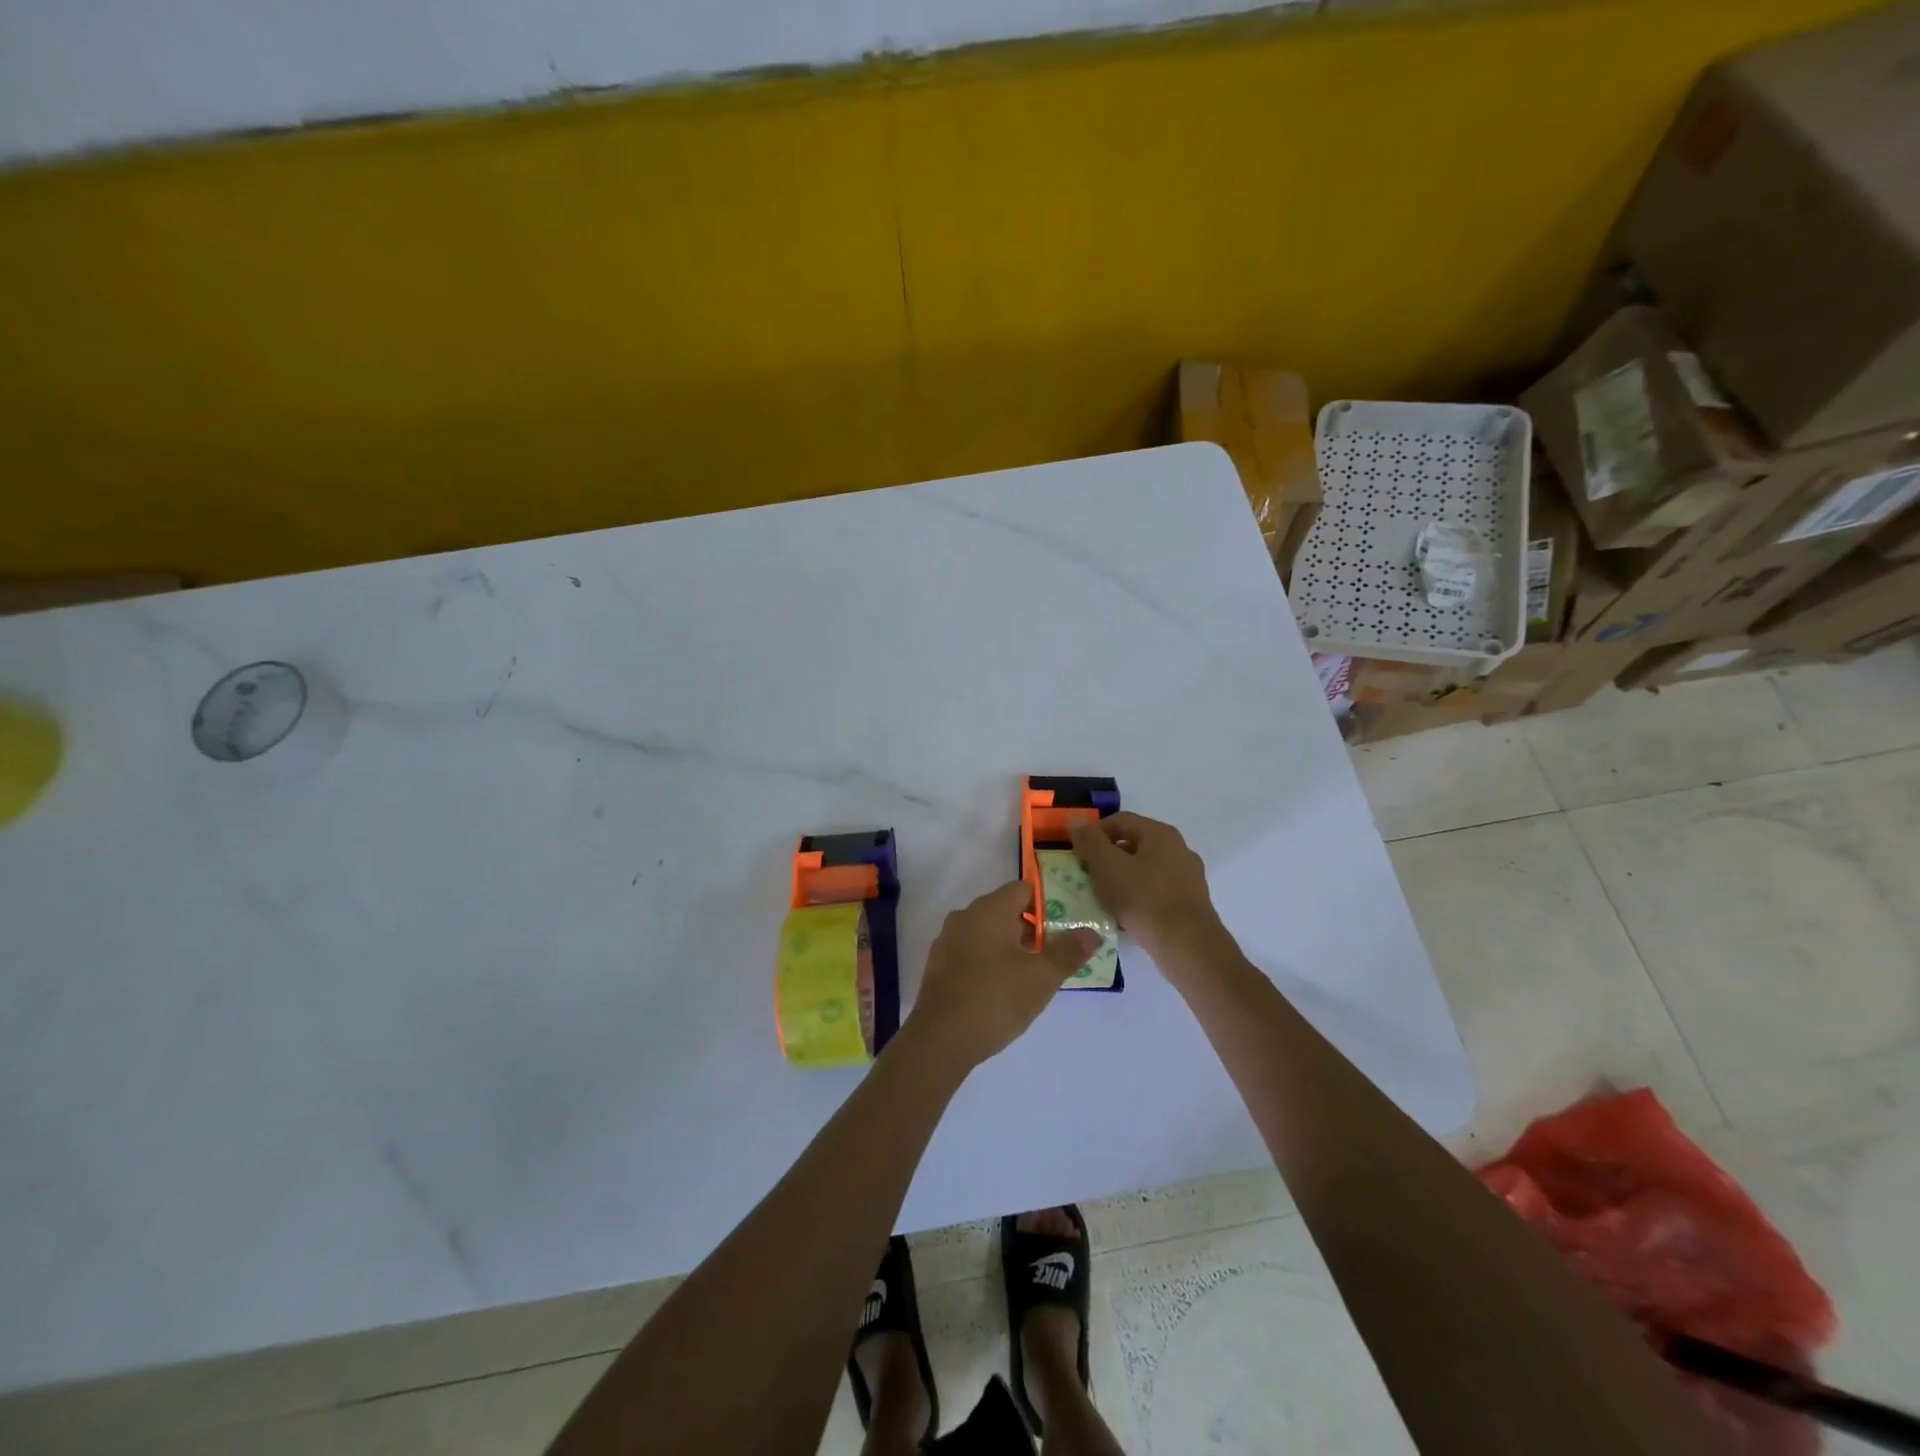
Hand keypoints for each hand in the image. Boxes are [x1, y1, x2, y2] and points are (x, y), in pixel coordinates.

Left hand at [904, 882, 1100, 1070]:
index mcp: (989, 909)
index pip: (1022, 889)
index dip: (1046, 904)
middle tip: (1052, 955)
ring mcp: (947, 941)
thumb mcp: (1042, 977)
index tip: (1062, 928)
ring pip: (986, 933)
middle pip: (1004, 910)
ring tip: (1030, 975)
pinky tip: (1000, 990)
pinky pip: (970, 953)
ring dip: (1008, 947)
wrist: (941, 1039)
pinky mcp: (938, 967)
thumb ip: (1069, 952)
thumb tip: (1091, 933)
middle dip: (1029, 929)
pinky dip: (988, 962)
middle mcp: (965, 916)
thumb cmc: (996, 998)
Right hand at [1068, 812, 1226, 968]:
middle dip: (1107, 858)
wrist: (1187, 947)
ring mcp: (1188, 877)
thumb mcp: (1107, 866)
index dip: (1094, 833)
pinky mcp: (1190, 904)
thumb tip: (1076, 820)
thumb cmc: (1143, 899)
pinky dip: (1138, 898)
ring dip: (1121, 879)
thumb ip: (1089, 841)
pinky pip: (1156, 892)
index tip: (1077, 854)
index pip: (1120, 820)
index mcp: (1160, 834)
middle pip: (1134, 844)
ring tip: (1103, 898)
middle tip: (1087, 876)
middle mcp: (1179, 849)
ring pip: (1145, 870)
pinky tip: (1125, 915)